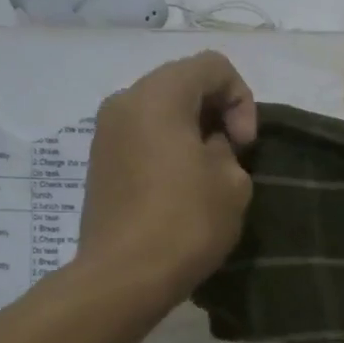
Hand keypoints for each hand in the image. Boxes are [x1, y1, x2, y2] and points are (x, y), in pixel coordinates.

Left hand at [77, 51, 257, 305]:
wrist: (124, 276)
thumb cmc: (186, 222)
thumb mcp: (232, 180)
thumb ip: (227, 147)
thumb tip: (207, 147)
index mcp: (158, 95)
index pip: (213, 66)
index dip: (242, 98)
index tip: (244, 144)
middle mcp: (125, 102)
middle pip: (183, 82)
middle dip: (217, 111)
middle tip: (232, 153)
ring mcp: (105, 133)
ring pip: (161, 110)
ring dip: (192, 129)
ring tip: (208, 171)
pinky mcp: (99, 162)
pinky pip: (143, 135)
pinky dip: (168, 146)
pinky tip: (181, 185)